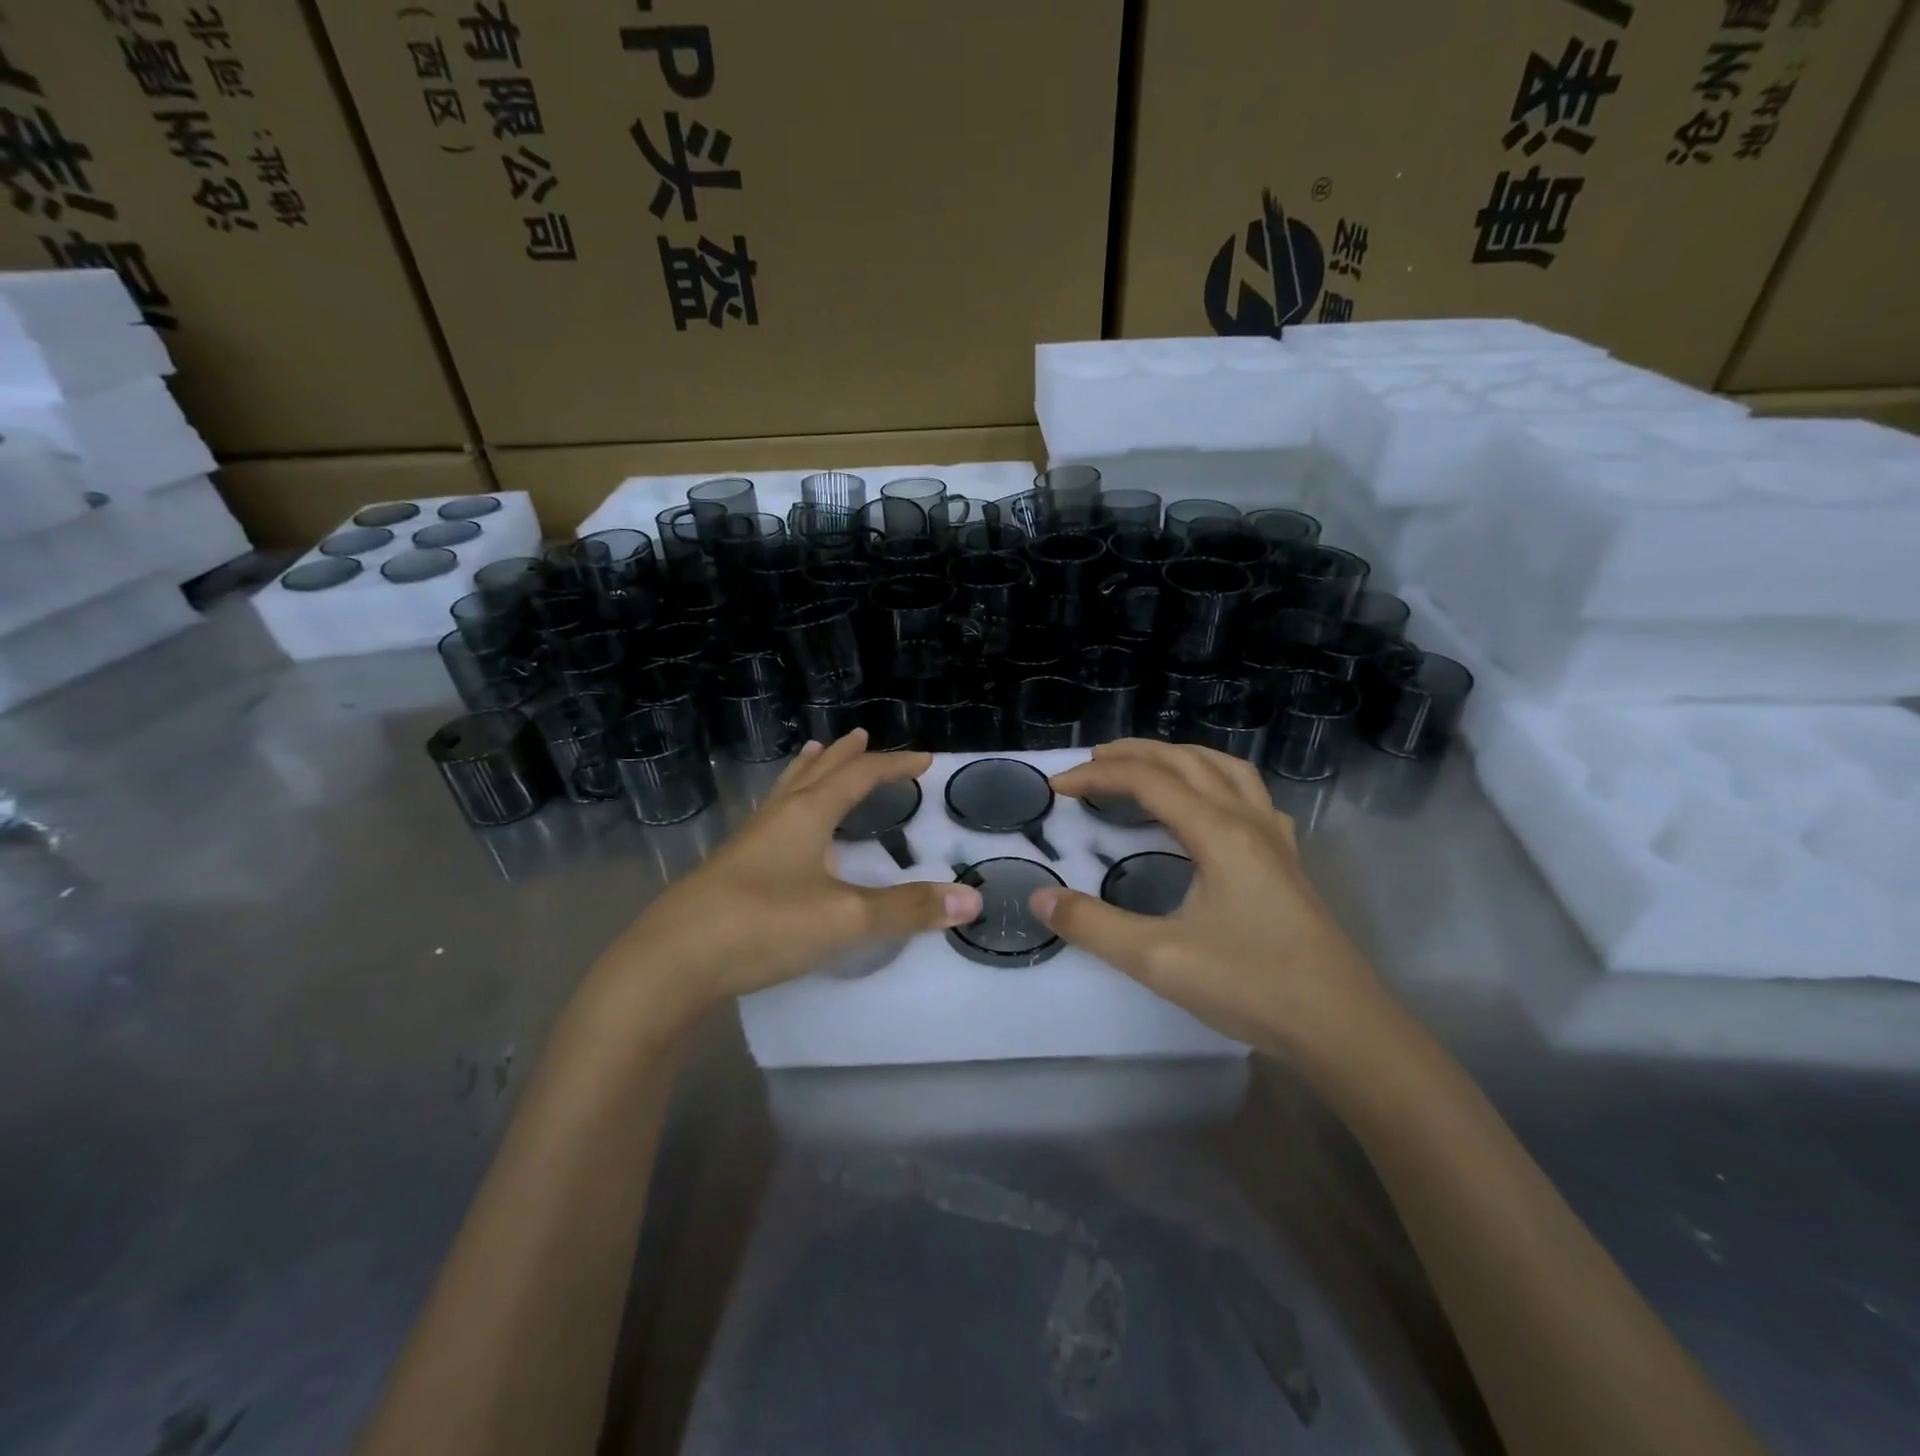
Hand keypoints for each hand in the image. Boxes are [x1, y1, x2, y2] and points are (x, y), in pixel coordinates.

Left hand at [602, 731, 981, 1020]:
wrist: (670, 964)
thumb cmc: (763, 925)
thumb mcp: (845, 918)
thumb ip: (907, 909)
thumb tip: (970, 900)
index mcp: (806, 814)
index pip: (858, 776)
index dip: (893, 766)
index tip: (924, 760)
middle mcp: (776, 818)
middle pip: (816, 773)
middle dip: (844, 756)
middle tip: (862, 736)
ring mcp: (748, 844)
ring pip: (785, 793)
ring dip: (808, 772)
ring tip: (815, 756)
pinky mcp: (731, 871)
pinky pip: (770, 821)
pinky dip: (788, 807)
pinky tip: (782, 830)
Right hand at [1033, 739, 1391, 1055]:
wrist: (1343, 1028)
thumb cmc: (1252, 986)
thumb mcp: (1159, 960)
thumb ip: (1094, 926)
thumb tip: (1040, 898)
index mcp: (1218, 833)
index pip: (1148, 780)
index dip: (1097, 776)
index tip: (1057, 788)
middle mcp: (1248, 821)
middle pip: (1187, 761)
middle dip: (1134, 753)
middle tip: (1091, 763)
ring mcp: (1275, 839)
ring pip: (1225, 769)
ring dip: (1179, 757)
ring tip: (1146, 767)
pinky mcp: (1287, 861)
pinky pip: (1250, 796)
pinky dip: (1217, 781)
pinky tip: (1211, 807)